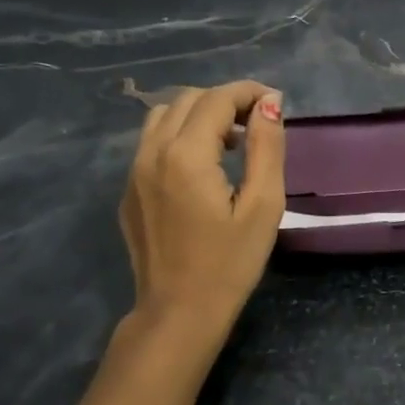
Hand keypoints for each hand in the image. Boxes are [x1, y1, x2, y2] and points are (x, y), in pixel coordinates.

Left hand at [119, 80, 285, 344]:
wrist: (178, 312)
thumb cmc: (230, 263)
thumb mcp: (263, 205)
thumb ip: (267, 147)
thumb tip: (270, 104)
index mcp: (186, 155)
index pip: (216, 99)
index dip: (248, 92)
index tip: (275, 103)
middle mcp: (151, 153)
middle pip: (187, 100)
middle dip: (225, 100)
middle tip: (258, 124)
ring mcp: (133, 172)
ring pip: (163, 117)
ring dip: (199, 115)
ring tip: (230, 142)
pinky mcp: (128, 191)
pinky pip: (151, 144)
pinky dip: (179, 136)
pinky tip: (203, 168)